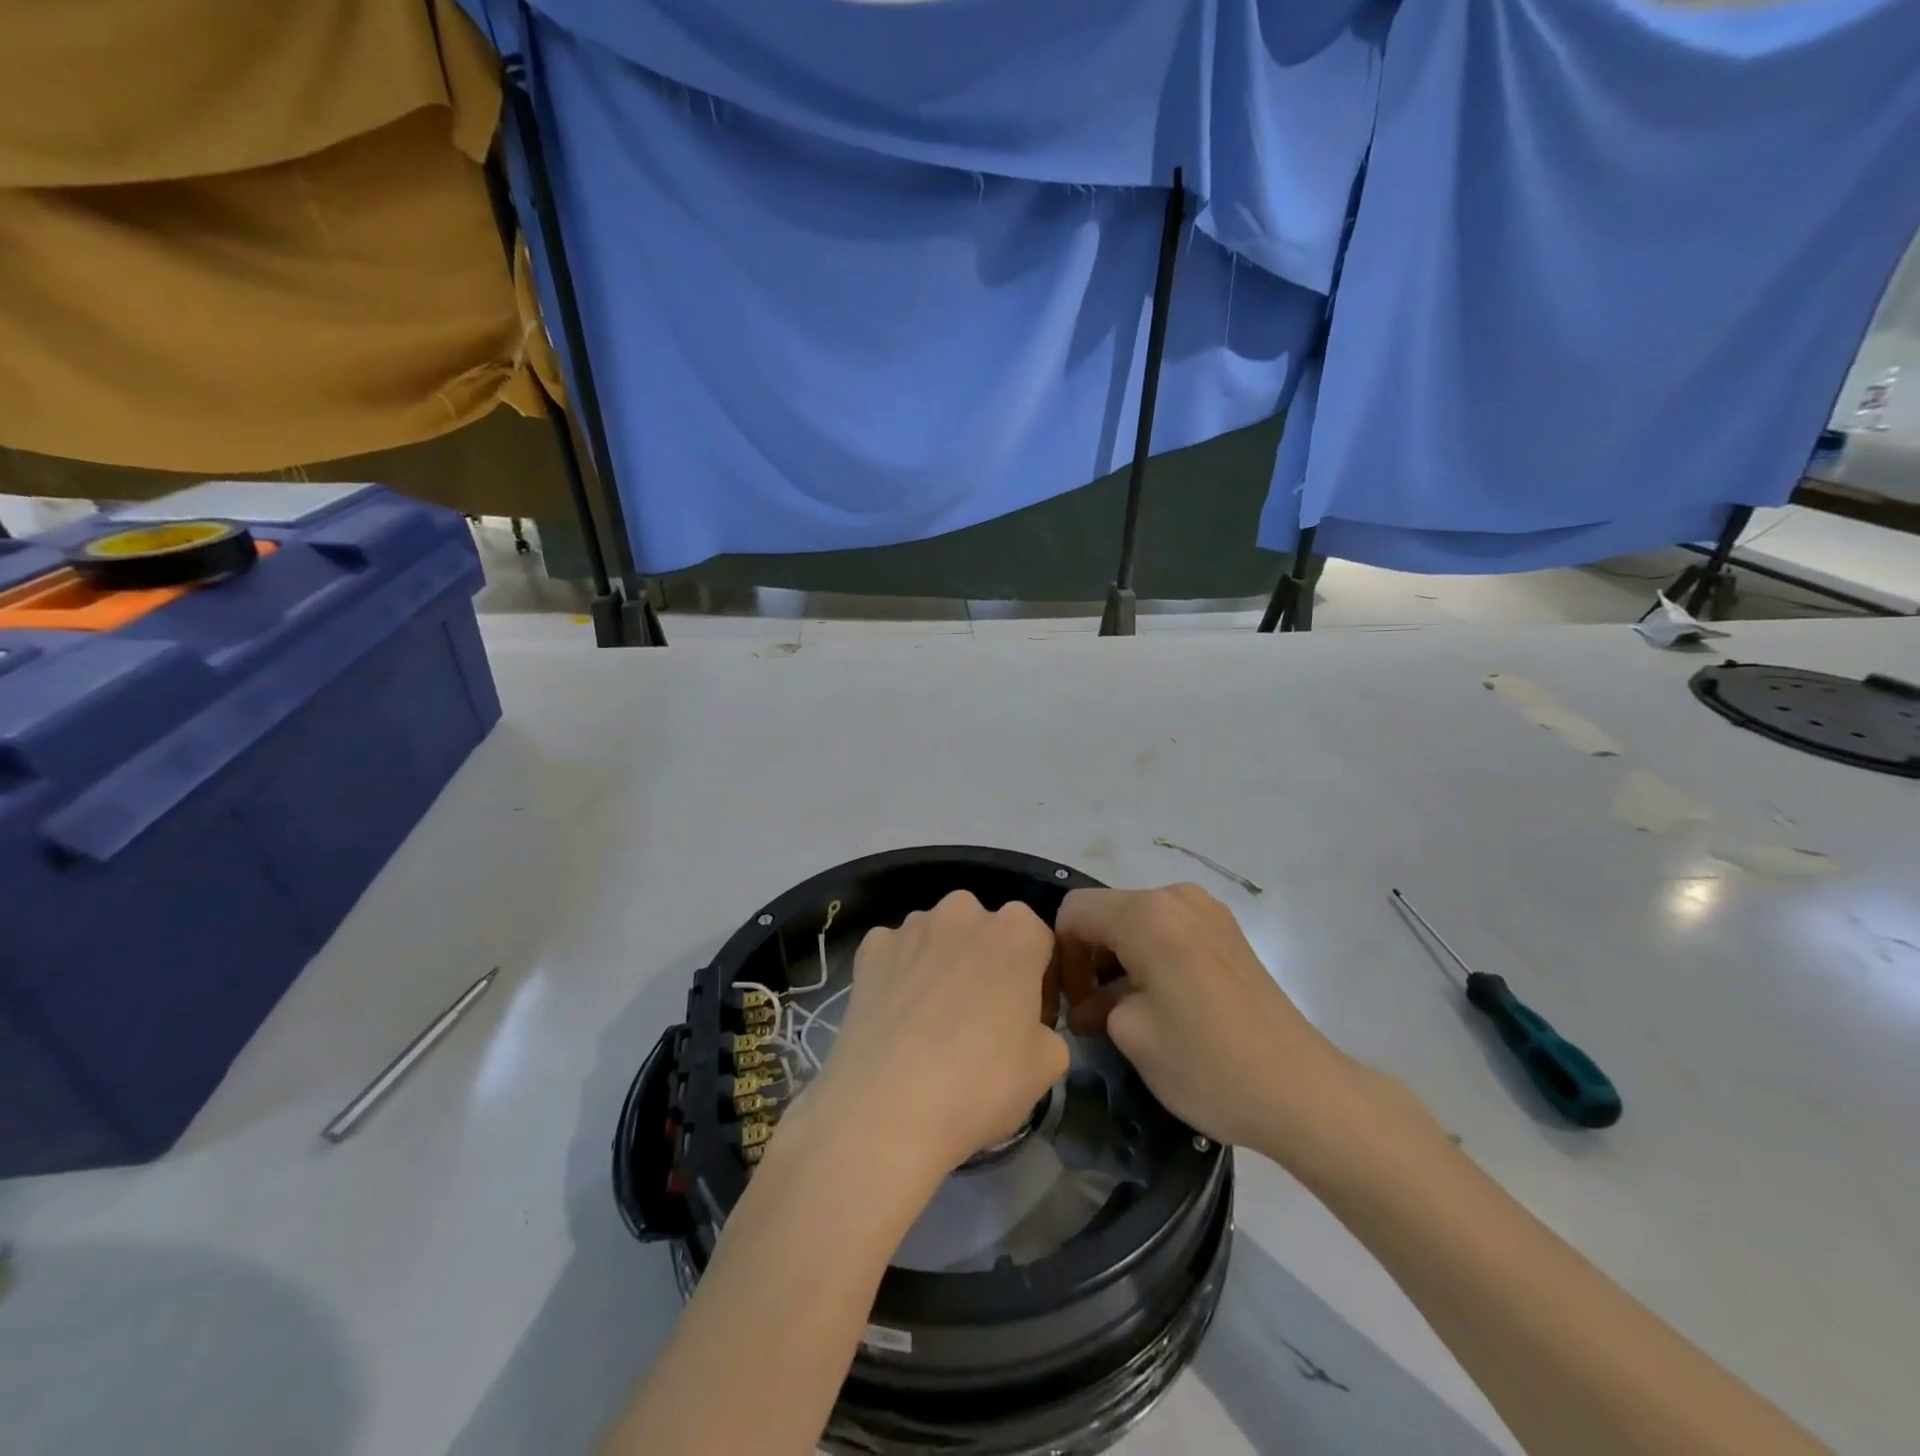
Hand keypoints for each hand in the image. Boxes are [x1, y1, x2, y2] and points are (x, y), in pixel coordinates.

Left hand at [801, 890, 1069, 1183]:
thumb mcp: (1049, 1065)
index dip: (1038, 984)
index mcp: (1017, 930)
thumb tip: (1027, 1027)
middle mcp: (964, 911)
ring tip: (932, 1022)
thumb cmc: (981, 1084)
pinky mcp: (871, 947)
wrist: (887, 1111)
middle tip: (981, 1020)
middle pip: (985, 933)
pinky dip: (899, 974)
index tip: (1028, 1021)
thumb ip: (1048, 1028)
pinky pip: (895, 953)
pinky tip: (897, 1017)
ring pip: (938, 938)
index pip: (1040, 944)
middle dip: (987, 964)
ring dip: (942, 964)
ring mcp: (912, 926)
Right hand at [1056, 883, 1423, 1168]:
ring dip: (1119, 959)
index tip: (1070, 1002)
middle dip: (1089, 957)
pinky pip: (1168, 930)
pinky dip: (1149, 957)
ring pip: (1136, 921)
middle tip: (1092, 1013)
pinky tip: (1159, 1002)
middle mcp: (1176, 897)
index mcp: (1147, 914)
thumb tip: (1091, 1001)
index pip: (1074, 912)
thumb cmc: (1208, 1063)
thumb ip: (1095, 1002)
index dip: (1061, 955)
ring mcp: (1207, 911)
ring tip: (1124, 1013)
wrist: (1303, 1092)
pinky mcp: (1227, 933)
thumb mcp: (1131, 1035)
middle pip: (1106, 912)